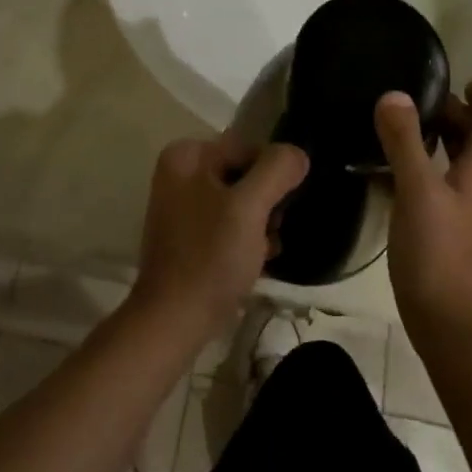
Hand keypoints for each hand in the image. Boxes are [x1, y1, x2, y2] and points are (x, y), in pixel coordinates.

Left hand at [130, 132, 309, 346]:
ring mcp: (181, 205)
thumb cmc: (210, 258)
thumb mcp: (250, 208)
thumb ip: (277, 170)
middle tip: (272, 232)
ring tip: (264, 251)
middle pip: (244, 174)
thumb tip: (297, 154)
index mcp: (187, 155)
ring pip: (238, 200)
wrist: (173, 323)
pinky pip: (226, 223)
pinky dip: (244, 238)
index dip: (272, 176)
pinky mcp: (187, 236)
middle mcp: (179, 172)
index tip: (279, 210)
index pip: (249, 148)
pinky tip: (255, 261)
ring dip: (259, 223)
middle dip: (265, 202)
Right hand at [375, 83, 471, 355]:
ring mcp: (469, 210)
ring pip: (457, 161)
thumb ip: (405, 141)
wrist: (453, 329)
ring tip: (397, 124)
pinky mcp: (452, 231)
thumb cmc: (441, 253)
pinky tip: (389, 169)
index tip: (455, 76)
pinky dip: (422, 167)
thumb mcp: (418, 190)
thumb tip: (394, 95)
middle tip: (412, 97)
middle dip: (450, 113)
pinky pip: (441, 184)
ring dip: (435, 139)